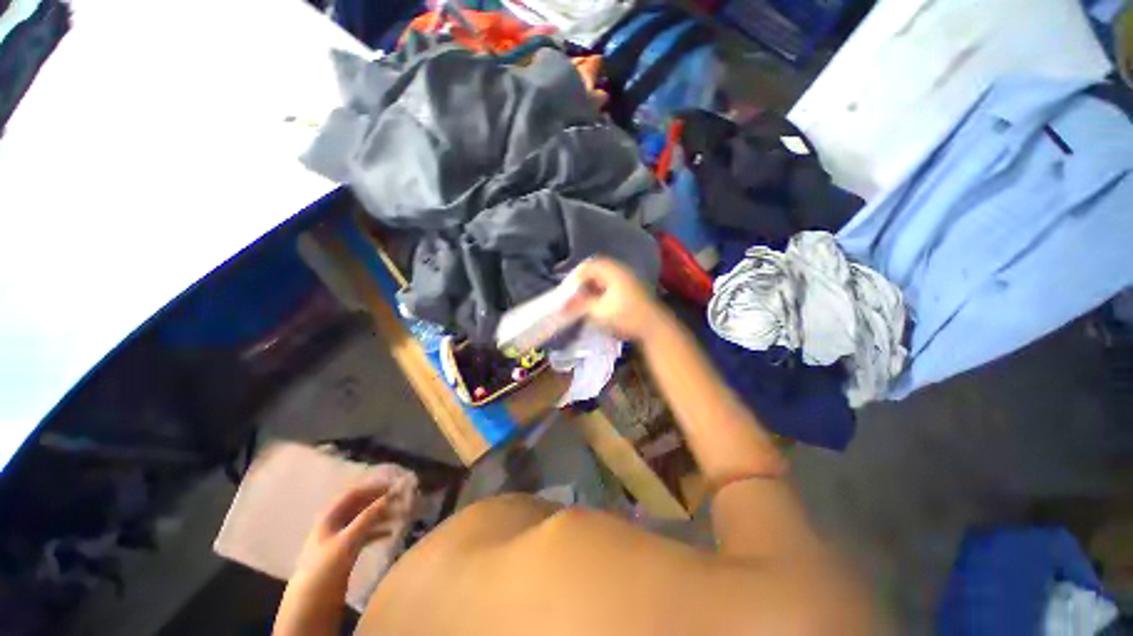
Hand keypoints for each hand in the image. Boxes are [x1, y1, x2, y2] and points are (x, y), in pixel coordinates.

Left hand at [293, 477, 414, 584]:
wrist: (311, 603)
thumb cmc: (325, 567)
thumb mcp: (347, 540)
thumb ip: (367, 517)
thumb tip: (388, 496)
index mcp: (330, 515)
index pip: (354, 493)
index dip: (374, 487)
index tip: (394, 486)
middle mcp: (335, 522)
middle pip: (361, 505)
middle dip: (380, 501)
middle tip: (402, 500)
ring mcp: (341, 537)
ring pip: (365, 519)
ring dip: (382, 516)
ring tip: (401, 515)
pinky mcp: (346, 551)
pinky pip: (365, 534)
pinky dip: (378, 531)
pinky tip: (391, 533)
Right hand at [567, 258, 666, 341]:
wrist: (654, 328)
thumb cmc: (626, 317)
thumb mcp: (599, 311)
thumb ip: (580, 304)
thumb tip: (564, 303)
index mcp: (613, 271)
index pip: (589, 266)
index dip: (575, 276)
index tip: (567, 289)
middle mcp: (620, 271)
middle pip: (596, 270)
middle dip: (582, 282)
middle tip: (573, 294)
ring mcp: (627, 280)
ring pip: (603, 279)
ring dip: (591, 287)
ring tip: (582, 301)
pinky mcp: (631, 291)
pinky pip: (610, 286)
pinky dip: (600, 292)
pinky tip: (595, 304)